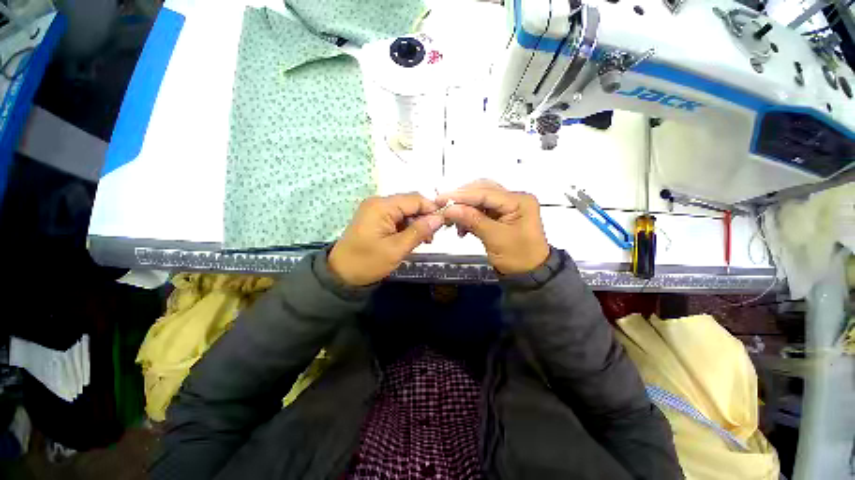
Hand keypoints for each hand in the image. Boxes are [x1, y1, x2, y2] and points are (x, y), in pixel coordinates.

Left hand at [329, 193, 443, 285]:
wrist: (341, 274)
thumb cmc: (368, 262)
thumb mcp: (396, 249)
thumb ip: (419, 231)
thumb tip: (439, 218)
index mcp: (382, 206)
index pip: (415, 199)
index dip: (431, 209)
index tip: (443, 224)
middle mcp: (378, 202)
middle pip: (410, 203)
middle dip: (424, 218)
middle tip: (432, 237)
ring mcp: (375, 209)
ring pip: (405, 211)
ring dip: (416, 223)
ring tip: (424, 241)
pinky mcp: (375, 218)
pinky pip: (396, 217)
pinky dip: (406, 226)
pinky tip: (411, 238)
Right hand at [438, 180, 548, 274]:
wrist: (530, 274)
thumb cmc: (518, 258)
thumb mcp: (495, 238)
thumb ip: (472, 220)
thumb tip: (449, 209)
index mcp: (519, 201)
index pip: (485, 193)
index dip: (461, 195)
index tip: (440, 199)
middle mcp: (514, 198)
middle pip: (482, 191)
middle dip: (461, 200)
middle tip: (443, 208)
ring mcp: (507, 206)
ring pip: (479, 200)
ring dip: (464, 209)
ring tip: (451, 222)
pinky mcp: (500, 214)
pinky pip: (481, 210)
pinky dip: (469, 217)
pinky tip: (462, 228)